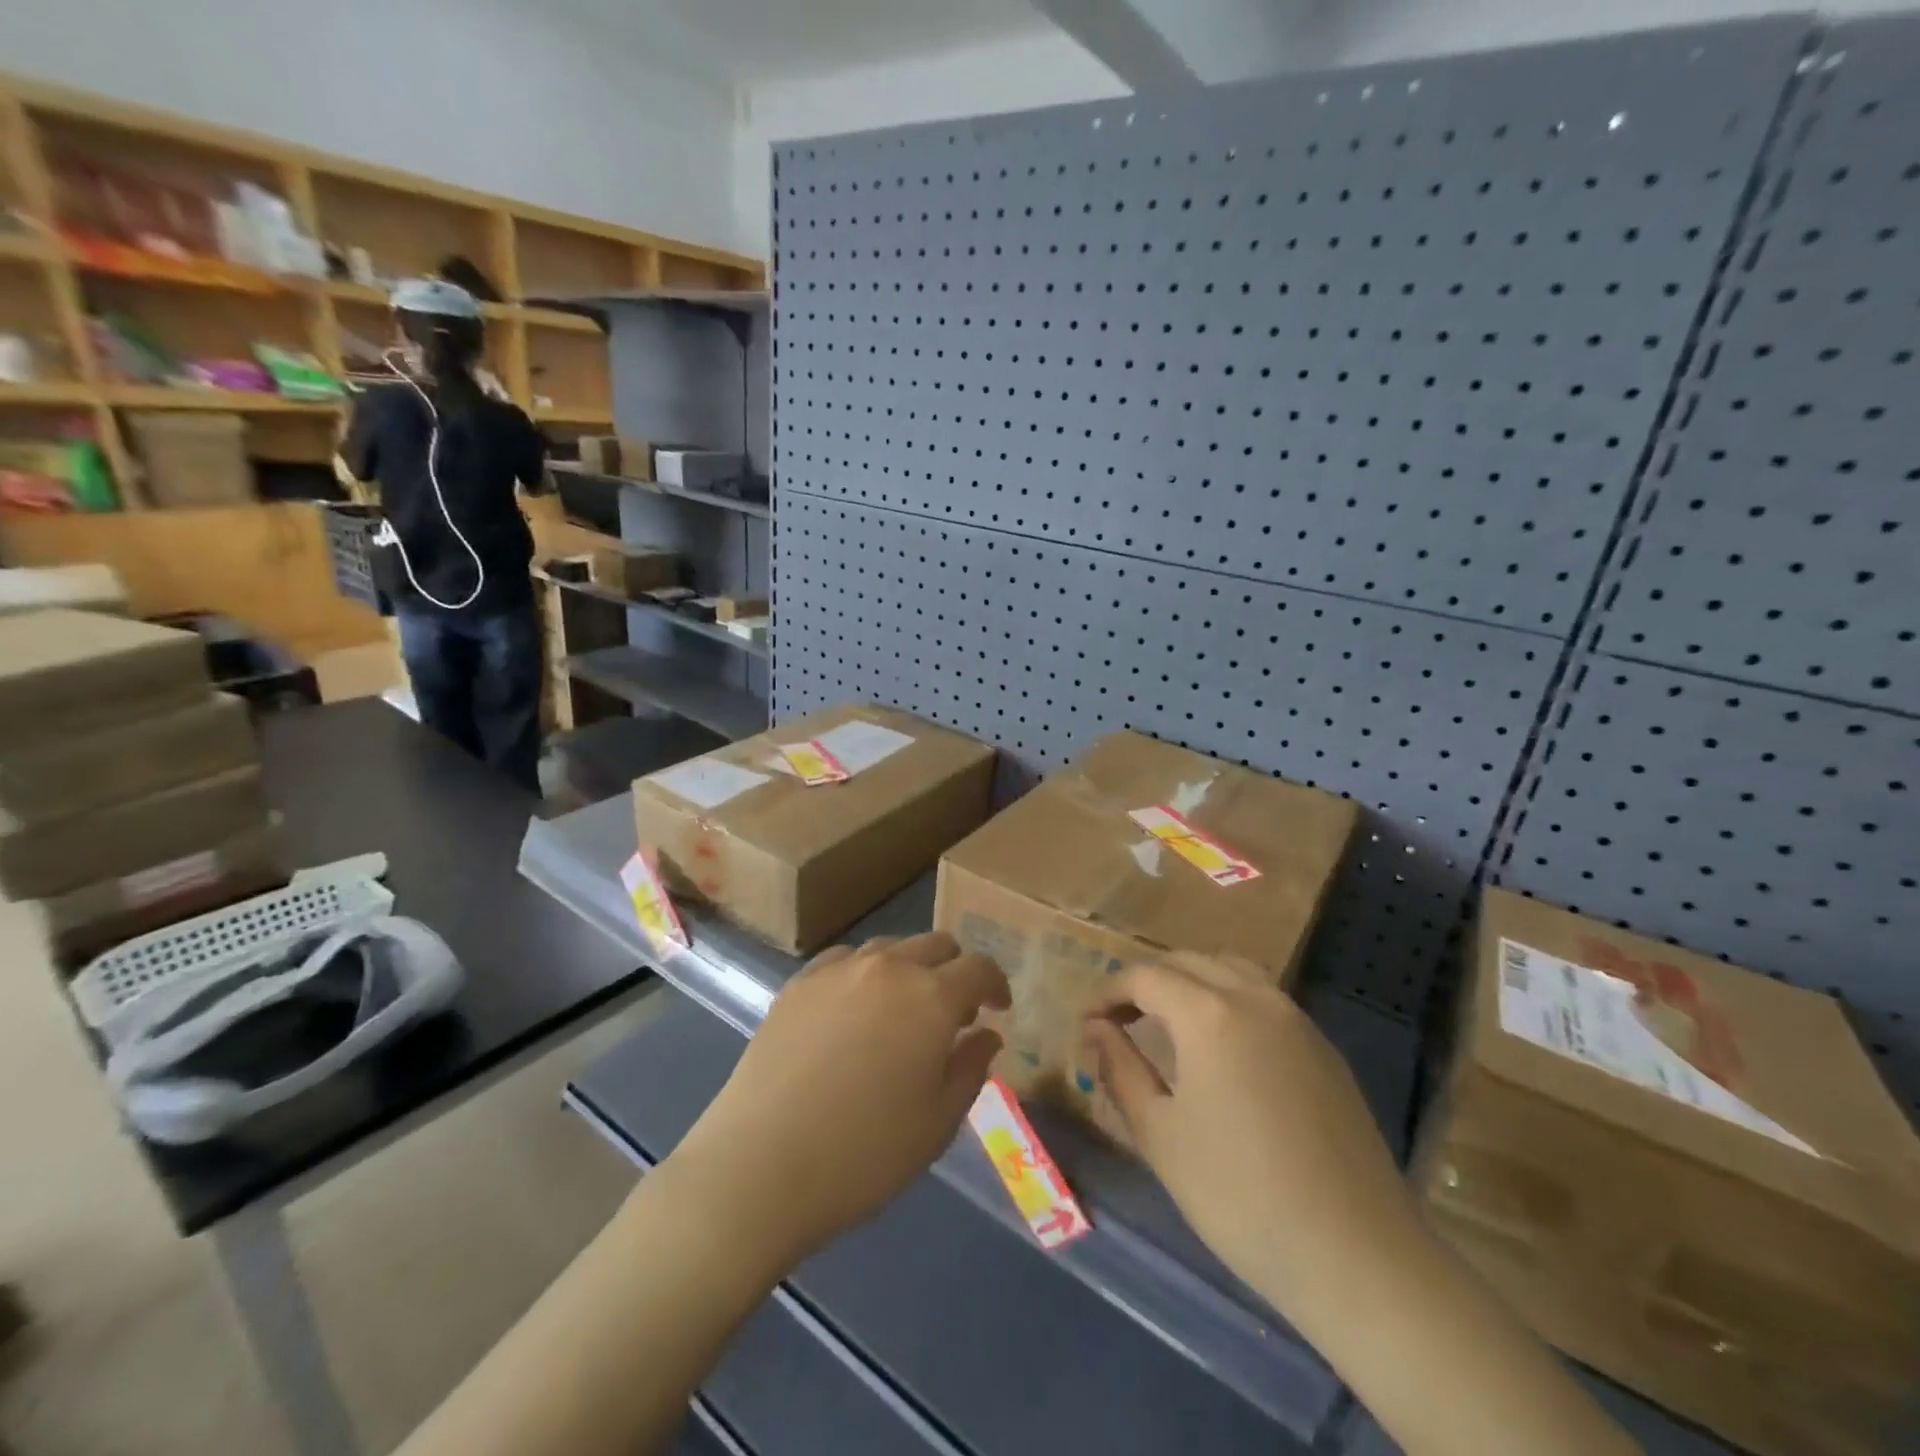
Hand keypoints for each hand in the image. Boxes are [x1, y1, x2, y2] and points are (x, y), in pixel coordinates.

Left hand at [669, 933, 1008, 1266]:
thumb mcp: (938, 1122)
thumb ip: (970, 1068)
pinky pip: (844, 960)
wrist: (761, 1166)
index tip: (998, 1007)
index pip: (978, 967)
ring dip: (909, 969)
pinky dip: (864, 975)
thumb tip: (986, 1035)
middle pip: (936, 945)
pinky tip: (853, 1009)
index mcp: (932, 997)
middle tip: (954, 1011)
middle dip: (955, 970)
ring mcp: (838, 969)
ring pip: (889, 948)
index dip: (996, 983)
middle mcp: (888, 968)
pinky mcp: (798, 983)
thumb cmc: (865, 1153)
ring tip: (903, 1009)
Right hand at [1085, 954, 1420, 1315]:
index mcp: (1209, 1013)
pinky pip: (1264, 999)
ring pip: (1231, 971)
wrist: (1356, 1254)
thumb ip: (1121, 1068)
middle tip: (1119, 1020)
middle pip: (1188, 962)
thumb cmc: (1239, 1196)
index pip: (1145, 976)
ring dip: (1191, 983)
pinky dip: (1229, 1001)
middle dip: (1147, 982)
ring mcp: (1297, 1020)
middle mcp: (1255, 998)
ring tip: (1168, 1023)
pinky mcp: (1323, 1048)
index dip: (1109, 993)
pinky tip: (1223, 1048)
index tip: (1088, 1023)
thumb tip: (1095, 1028)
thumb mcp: (1160, 1134)